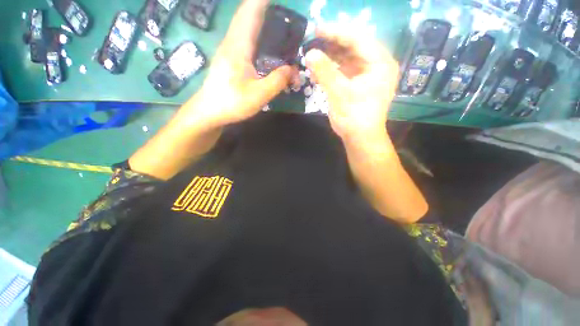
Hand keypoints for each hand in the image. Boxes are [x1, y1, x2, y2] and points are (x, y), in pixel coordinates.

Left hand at [190, 0, 295, 128]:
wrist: (209, 112)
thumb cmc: (232, 102)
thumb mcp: (259, 95)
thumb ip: (277, 81)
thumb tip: (293, 69)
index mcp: (239, 45)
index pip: (251, 10)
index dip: (264, 1)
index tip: (280, 0)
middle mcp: (233, 41)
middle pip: (249, 14)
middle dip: (266, 9)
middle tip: (287, 17)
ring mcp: (230, 49)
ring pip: (247, 26)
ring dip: (262, 21)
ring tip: (281, 28)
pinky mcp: (230, 59)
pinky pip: (246, 39)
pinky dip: (259, 36)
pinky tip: (268, 47)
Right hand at [305, 30, 398, 140]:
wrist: (360, 138)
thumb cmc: (354, 117)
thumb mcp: (339, 93)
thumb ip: (325, 72)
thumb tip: (309, 53)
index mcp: (380, 63)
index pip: (358, 38)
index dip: (336, 32)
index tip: (316, 29)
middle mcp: (378, 64)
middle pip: (354, 46)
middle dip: (333, 43)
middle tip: (313, 41)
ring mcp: (369, 74)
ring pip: (349, 58)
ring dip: (332, 56)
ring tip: (314, 54)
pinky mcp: (361, 83)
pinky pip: (346, 70)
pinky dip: (334, 69)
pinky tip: (320, 69)